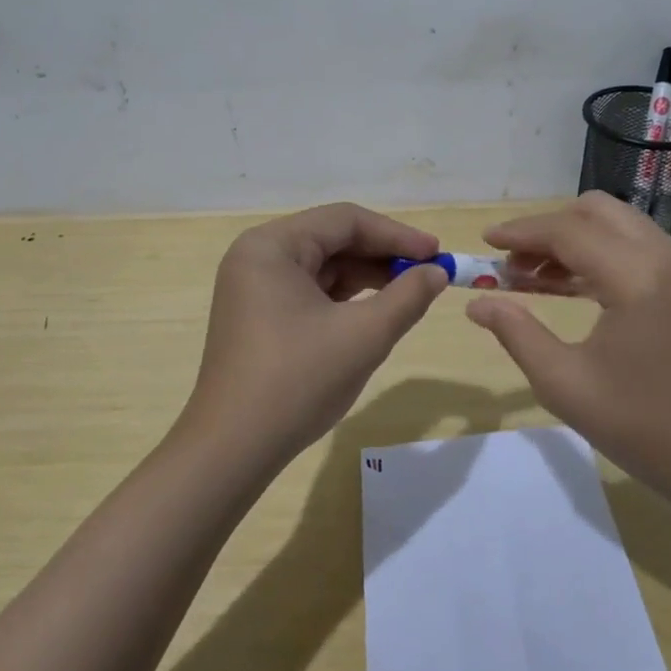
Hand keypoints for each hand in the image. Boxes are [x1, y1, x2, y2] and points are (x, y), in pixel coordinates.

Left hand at [178, 203, 449, 468]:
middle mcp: (257, 257)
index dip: (396, 234)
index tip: (437, 253)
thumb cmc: (298, 381)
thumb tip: (437, 272)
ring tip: (409, 293)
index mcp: (272, 246)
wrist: (233, 450)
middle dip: (382, 255)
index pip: (345, 220)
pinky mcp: (258, 316)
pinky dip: (344, 298)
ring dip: (366, 277)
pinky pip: (309, 291)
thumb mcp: (364, 335)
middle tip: (428, 273)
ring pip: (322, 267)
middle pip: (332, 239)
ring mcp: (254, 287)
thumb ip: (407, 296)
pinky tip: (375, 311)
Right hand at [465, 192, 670, 503]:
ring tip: (528, 277)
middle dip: (547, 229)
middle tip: (511, 262)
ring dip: (571, 241)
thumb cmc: (645, 427)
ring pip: (615, 226)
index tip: (485, 241)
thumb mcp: (566, 383)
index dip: (520, 233)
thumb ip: (517, 333)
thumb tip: (477, 303)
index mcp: (637, 275)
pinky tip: (566, 287)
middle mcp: (665, 256)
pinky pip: (633, 249)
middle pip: (595, 212)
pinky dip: (596, 257)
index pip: (567, 231)